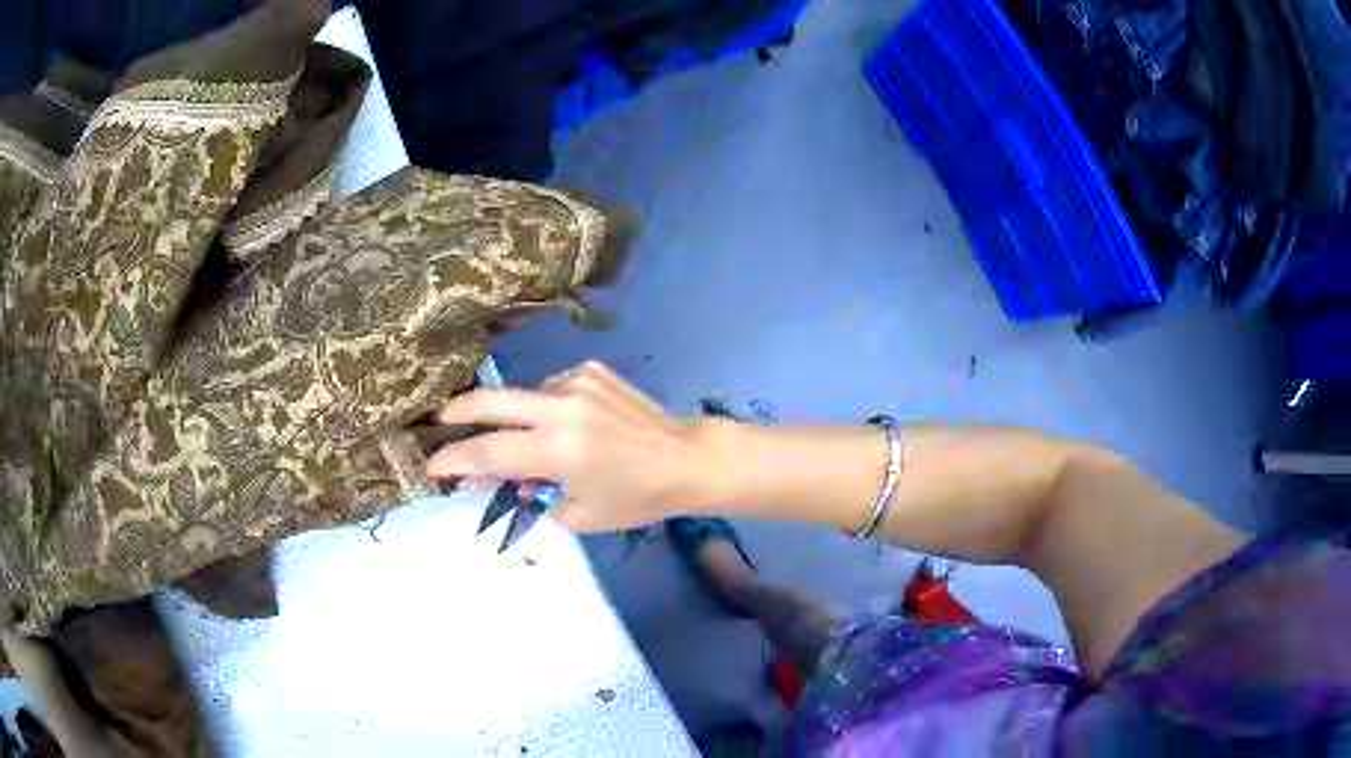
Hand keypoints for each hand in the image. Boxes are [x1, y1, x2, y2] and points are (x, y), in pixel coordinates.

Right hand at [426, 362, 716, 531]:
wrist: (686, 458)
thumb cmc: (636, 498)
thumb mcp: (579, 515)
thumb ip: (530, 496)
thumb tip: (496, 481)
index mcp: (558, 449)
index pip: (487, 453)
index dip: (453, 460)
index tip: (430, 465)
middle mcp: (561, 407)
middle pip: (491, 401)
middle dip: (458, 411)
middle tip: (440, 420)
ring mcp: (577, 382)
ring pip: (523, 396)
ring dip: (514, 416)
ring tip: (526, 440)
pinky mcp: (592, 371)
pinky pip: (552, 389)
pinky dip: (547, 408)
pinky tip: (566, 425)